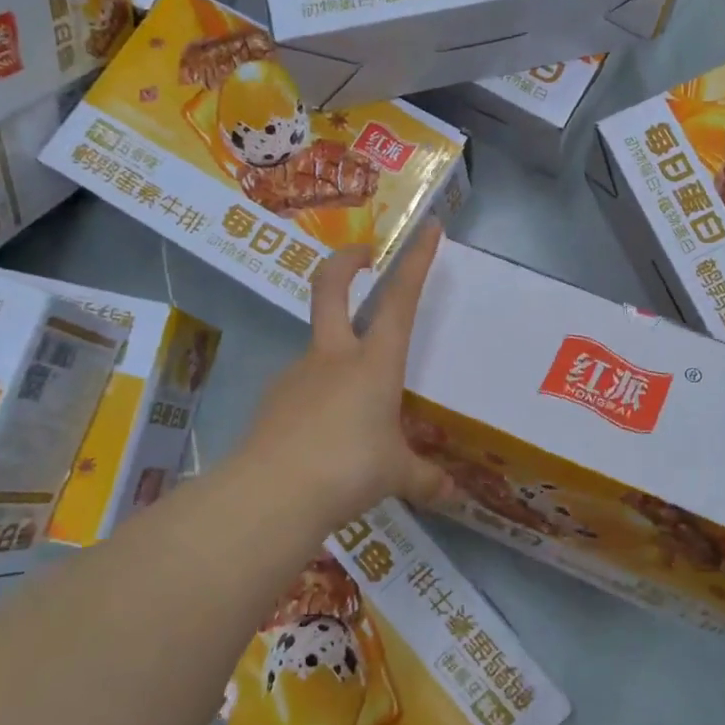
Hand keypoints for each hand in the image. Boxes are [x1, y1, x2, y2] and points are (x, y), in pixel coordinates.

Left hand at [237, 222, 452, 531]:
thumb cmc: (348, 469)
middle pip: (330, 290)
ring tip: (359, 405)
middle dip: (347, 262)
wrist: (272, 494)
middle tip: (363, 255)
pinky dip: (319, 398)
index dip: (416, 262)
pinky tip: (326, 434)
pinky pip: (303, 388)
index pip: (400, 301)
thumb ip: (424, 480)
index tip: (429, 229)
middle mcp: (334, 358)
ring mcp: (297, 375)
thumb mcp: (396, 476)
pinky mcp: (274, 401)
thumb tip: (452, 495)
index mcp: (374, 363)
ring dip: (339, 352)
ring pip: (319, 346)